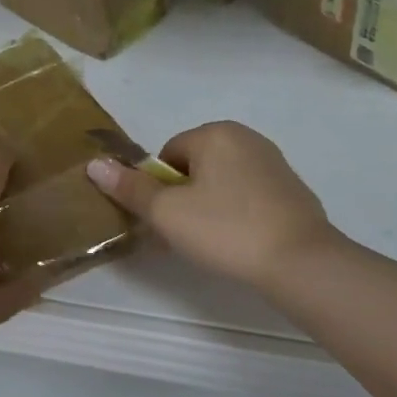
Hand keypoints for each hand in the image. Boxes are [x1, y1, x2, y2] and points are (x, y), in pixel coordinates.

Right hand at [86, 121, 342, 294]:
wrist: (302, 263)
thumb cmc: (226, 229)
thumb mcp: (167, 212)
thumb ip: (129, 187)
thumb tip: (94, 164)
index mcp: (215, 133)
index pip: (167, 156)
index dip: (159, 189)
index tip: (165, 220)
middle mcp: (246, 138)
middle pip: (193, 167)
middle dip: (182, 198)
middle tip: (183, 234)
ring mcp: (273, 163)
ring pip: (220, 183)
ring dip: (207, 207)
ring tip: (210, 242)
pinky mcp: (291, 190)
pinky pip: (246, 196)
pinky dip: (235, 214)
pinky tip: (238, 242)